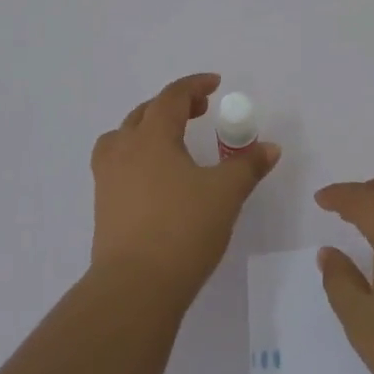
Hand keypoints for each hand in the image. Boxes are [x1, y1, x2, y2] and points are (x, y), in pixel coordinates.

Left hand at [90, 73, 280, 304]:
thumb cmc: (182, 230)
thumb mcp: (225, 194)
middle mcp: (124, 149)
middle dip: (174, 105)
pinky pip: (117, 164)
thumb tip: (270, 147)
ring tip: (171, 141)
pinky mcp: (103, 206)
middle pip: (146, 112)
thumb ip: (248, 166)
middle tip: (200, 110)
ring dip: (148, 129)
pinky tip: (156, 178)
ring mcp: (107, 179)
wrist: (134, 288)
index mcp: (152, 137)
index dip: (194, 86)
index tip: (215, 85)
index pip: (172, 97)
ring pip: (124, 137)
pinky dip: (137, 156)